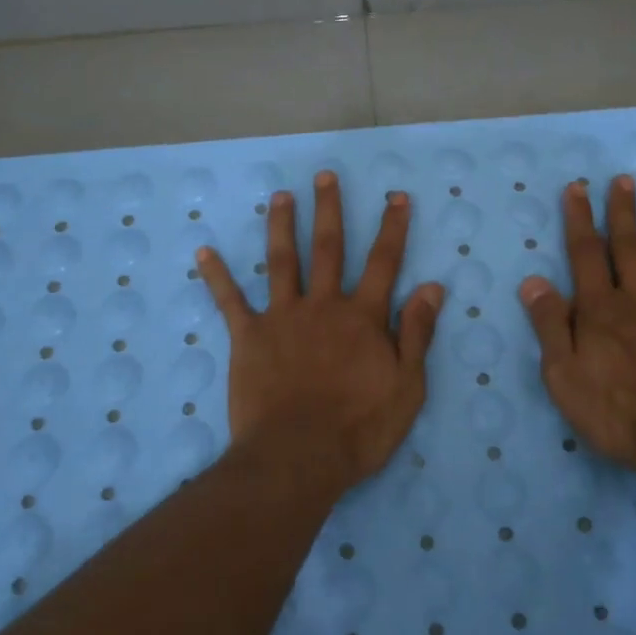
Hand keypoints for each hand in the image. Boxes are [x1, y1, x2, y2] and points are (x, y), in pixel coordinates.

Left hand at [197, 171, 443, 496]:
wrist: (298, 458)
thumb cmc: (359, 428)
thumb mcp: (407, 386)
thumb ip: (416, 333)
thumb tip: (432, 286)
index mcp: (362, 317)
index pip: (384, 262)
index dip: (392, 227)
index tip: (396, 197)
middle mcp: (323, 305)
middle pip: (329, 248)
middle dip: (329, 210)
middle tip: (324, 176)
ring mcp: (283, 318)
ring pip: (282, 261)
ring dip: (281, 226)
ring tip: (279, 196)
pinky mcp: (249, 337)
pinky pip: (230, 301)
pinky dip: (217, 276)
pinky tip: (204, 251)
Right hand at [519, 175, 635, 476]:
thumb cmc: (615, 413)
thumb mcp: (563, 375)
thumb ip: (549, 325)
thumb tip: (534, 280)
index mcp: (599, 310)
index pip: (585, 254)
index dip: (579, 219)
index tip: (577, 188)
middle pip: (626, 248)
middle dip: (621, 211)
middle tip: (622, 178)